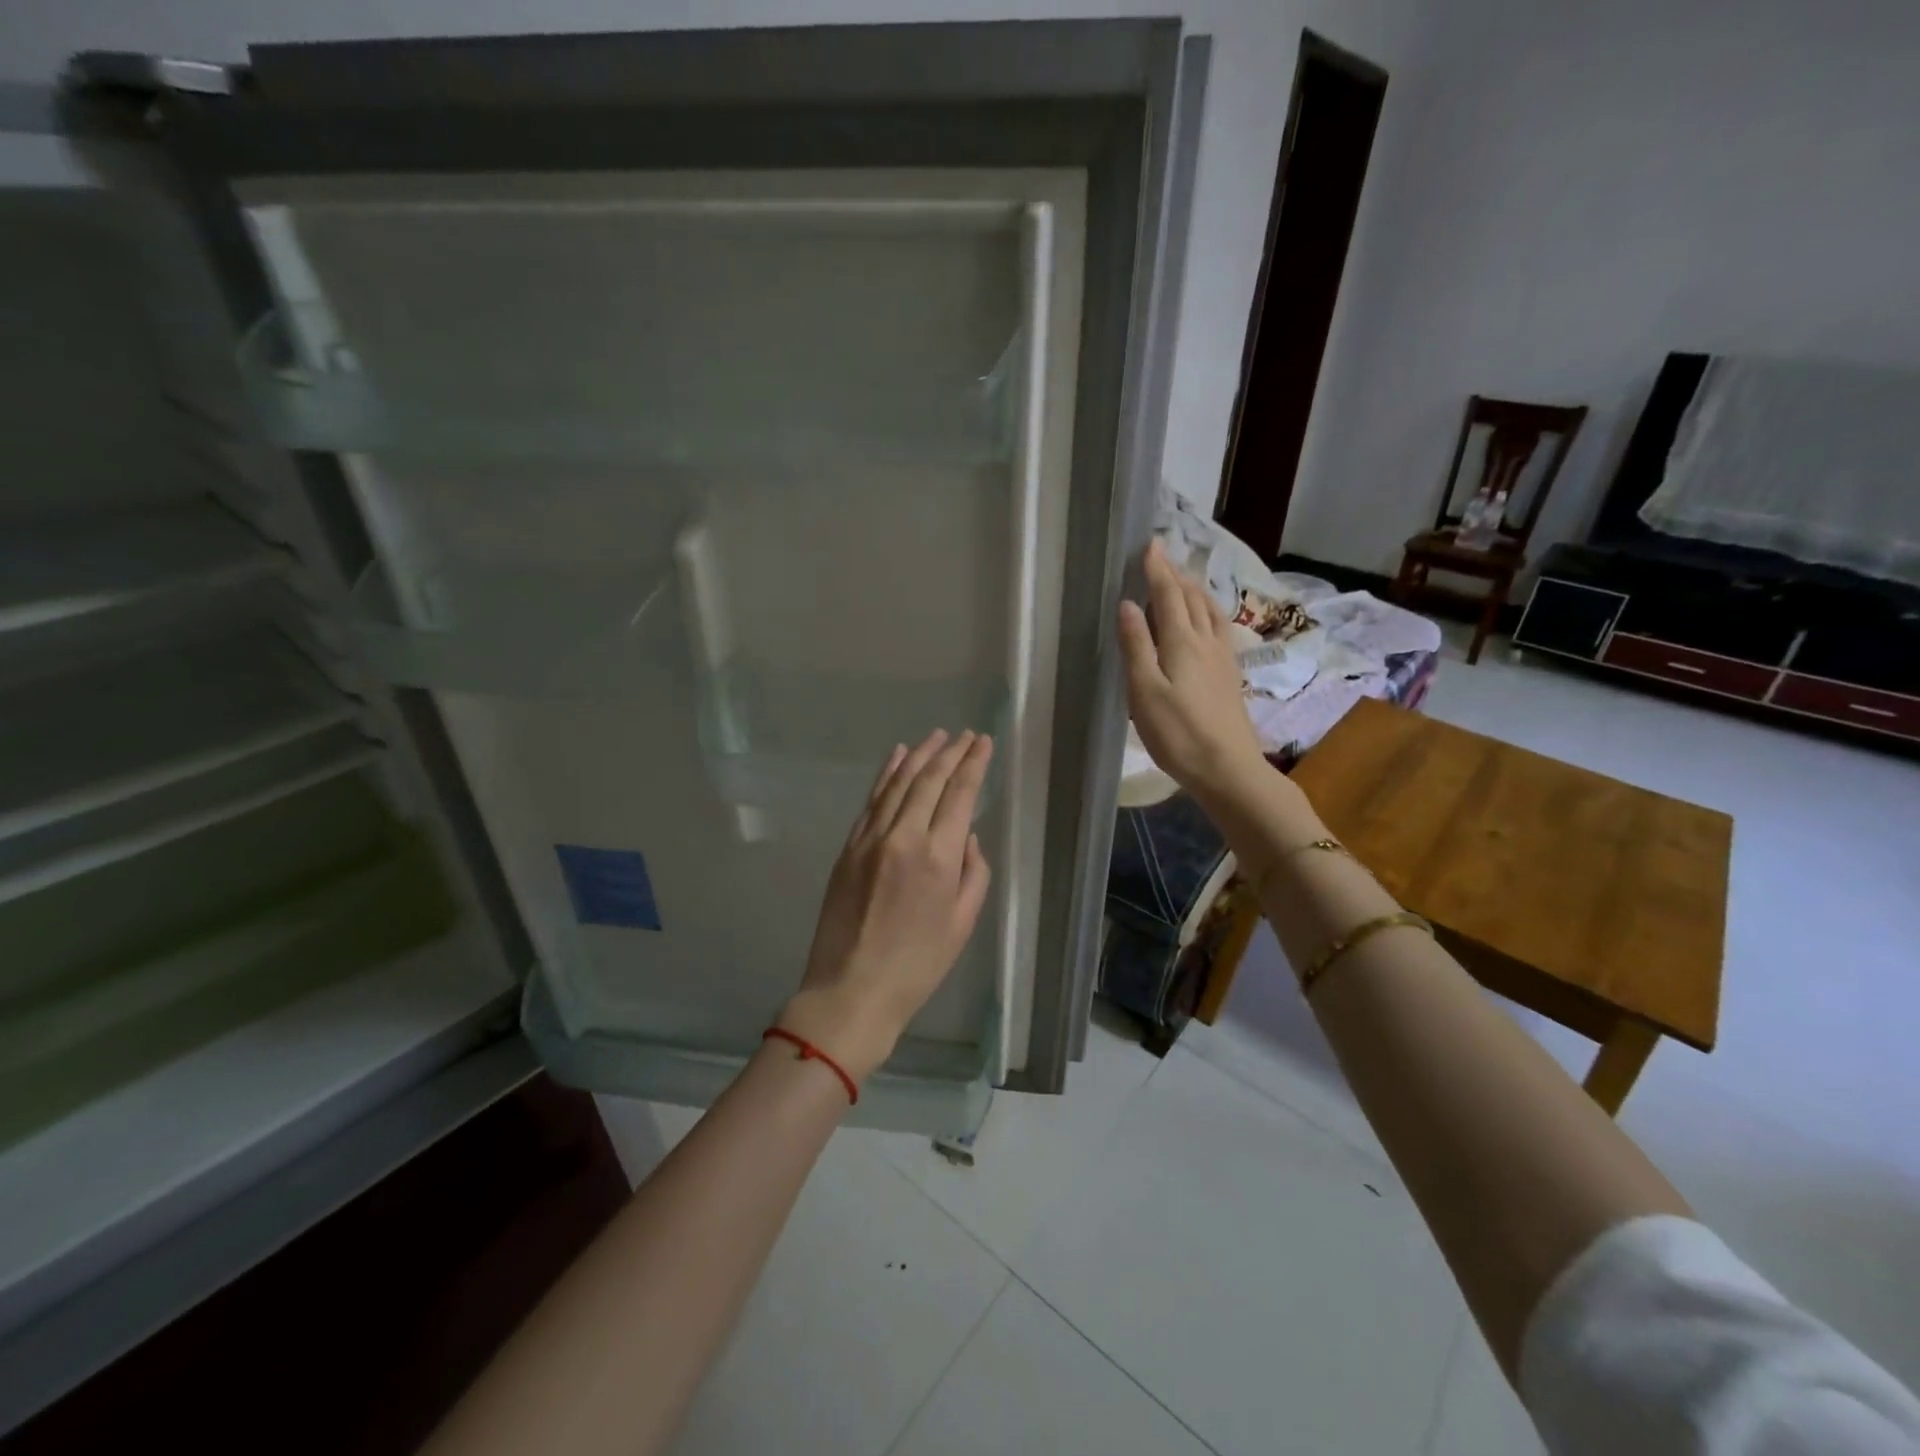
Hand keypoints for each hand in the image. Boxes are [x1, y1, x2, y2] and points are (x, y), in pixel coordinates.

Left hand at [779, 729, 994, 1084]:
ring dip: (918, 755)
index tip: (984, 742)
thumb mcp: (963, 923)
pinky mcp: (848, 847)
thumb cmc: (918, 965)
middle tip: (965, 735)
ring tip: (936, 736)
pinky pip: (871, 800)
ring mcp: (870, 839)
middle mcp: (903, 836)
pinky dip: (886, 774)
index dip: (973, 763)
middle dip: (950, 752)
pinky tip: (897, 757)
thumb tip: (968, 836)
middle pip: (928, 779)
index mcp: (938, 857)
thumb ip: (974, 872)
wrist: (851, 989)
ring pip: (897, 782)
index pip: (959, 794)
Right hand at [1118, 539, 1268, 804]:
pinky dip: (1208, 612)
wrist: (1228, 768)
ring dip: (1195, 591)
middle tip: (1160, 558)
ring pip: (1210, 611)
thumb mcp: (1144, 690)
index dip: (1158, 569)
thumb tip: (1128, 603)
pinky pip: (1219, 628)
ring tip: (1183, 582)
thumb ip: (1137, 645)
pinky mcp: (1230, 676)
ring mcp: (1223, 658)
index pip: (1169, 594)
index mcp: (1182, 641)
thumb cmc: (1178, 732)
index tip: (1149, 544)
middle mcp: (1207, 641)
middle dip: (1175, 575)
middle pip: (1192, 598)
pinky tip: (1207, 622)